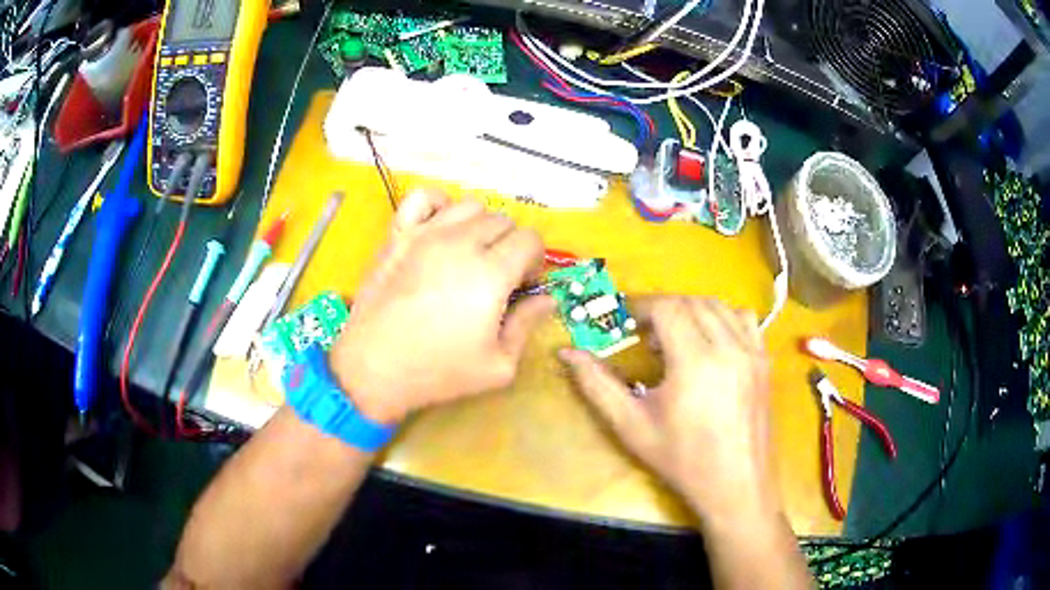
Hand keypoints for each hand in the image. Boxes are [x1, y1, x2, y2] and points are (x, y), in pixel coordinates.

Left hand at [329, 189, 553, 424]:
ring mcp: (425, 233)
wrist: (373, 368)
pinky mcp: (398, 234)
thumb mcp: (498, 365)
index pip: (530, 239)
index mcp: (490, 273)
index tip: (522, 285)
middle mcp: (461, 243)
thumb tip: (547, 299)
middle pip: (503, 221)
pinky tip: (440, 229)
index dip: (534, 261)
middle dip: (510, 245)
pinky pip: (424, 197)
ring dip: (480, 225)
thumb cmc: (438, 371)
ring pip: (470, 205)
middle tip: (498, 276)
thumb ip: (527, 325)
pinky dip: (439, 205)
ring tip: (470, 254)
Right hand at [559, 296, 778, 522]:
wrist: (735, 485)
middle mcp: (729, 347)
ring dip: (691, 310)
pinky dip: (722, 317)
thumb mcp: (631, 426)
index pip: (667, 308)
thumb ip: (597, 385)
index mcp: (695, 362)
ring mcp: (752, 352)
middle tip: (645, 335)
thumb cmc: (681, 460)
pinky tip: (710, 342)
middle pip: (691, 302)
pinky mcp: (764, 361)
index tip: (624, 322)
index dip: (641, 308)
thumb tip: (567, 353)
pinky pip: (744, 319)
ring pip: (719, 305)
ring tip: (675, 338)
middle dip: (663, 309)